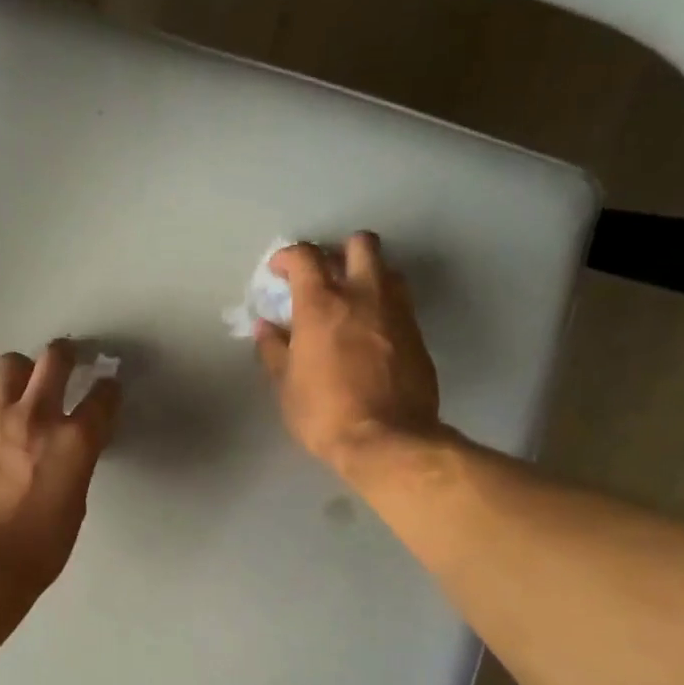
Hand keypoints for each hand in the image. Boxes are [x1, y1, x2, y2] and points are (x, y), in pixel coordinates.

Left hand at [0, 340, 122, 591]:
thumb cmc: (40, 547)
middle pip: (54, 358)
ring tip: (22, 388)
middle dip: (66, 354)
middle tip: (67, 360)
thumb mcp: (75, 501)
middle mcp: (35, 417)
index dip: (109, 388)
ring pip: (8, 365)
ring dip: (22, 371)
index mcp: (74, 440)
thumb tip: (70, 447)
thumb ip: (75, 462)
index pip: (102, 395)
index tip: (107, 388)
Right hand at [255, 233, 443, 470]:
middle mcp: (363, 296)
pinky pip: (401, 303)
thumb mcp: (286, 386)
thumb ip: (274, 350)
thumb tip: (265, 327)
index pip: (305, 256)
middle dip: (339, 251)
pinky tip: (372, 332)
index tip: (279, 271)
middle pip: (360, 244)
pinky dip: (384, 305)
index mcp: (322, 304)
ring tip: (352, 300)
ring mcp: (397, 312)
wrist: (388, 440)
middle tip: (325, 275)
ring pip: (387, 269)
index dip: (288, 256)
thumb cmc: (325, 414)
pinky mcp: (418, 334)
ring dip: (368, 274)